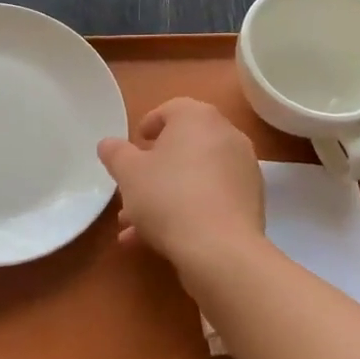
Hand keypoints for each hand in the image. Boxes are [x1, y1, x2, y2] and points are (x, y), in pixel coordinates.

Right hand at [96, 97, 265, 268]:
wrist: (220, 249)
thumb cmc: (168, 197)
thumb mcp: (129, 174)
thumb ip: (116, 154)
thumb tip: (108, 144)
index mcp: (198, 118)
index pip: (172, 109)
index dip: (149, 124)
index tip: (136, 144)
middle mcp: (227, 136)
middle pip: (185, 146)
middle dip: (155, 169)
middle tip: (132, 188)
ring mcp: (244, 170)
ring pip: (196, 177)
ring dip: (166, 196)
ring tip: (136, 226)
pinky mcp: (251, 202)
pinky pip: (212, 198)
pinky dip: (189, 210)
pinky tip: (160, 240)